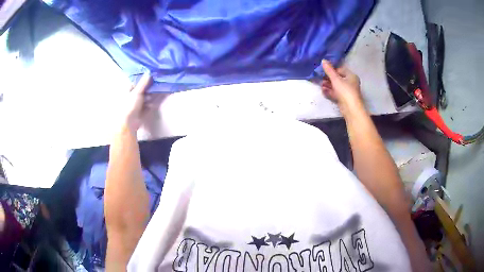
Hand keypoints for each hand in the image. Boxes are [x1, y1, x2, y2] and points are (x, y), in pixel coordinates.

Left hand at [123, 72, 152, 132]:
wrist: (128, 123)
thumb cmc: (129, 105)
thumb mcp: (137, 92)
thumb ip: (143, 83)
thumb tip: (149, 72)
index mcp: (128, 90)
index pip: (136, 83)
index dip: (143, 80)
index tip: (151, 78)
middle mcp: (131, 97)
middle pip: (142, 90)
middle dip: (148, 90)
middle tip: (154, 88)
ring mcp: (136, 105)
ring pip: (145, 98)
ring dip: (149, 98)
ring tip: (151, 99)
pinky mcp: (140, 112)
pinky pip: (147, 106)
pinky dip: (150, 105)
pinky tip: (152, 105)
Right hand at [321, 60, 364, 115]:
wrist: (351, 109)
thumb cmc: (345, 91)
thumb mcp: (336, 79)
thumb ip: (329, 70)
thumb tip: (323, 60)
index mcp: (351, 76)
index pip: (340, 70)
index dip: (331, 70)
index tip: (323, 71)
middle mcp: (350, 83)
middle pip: (338, 78)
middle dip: (328, 78)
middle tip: (320, 78)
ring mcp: (347, 92)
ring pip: (336, 86)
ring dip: (328, 85)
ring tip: (320, 85)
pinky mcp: (344, 99)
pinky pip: (336, 93)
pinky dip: (330, 92)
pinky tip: (323, 91)